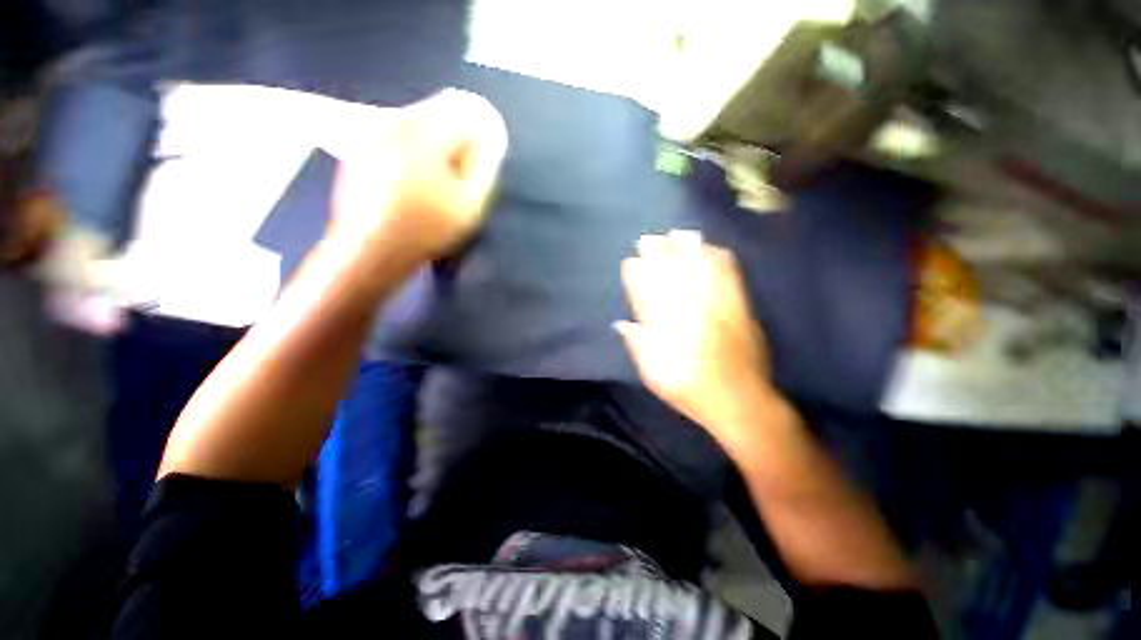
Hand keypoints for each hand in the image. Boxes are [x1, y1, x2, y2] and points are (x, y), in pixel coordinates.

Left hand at [329, 90, 506, 266]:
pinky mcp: (360, 148)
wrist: (371, 250)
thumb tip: (489, 139)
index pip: (459, 107)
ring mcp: (372, 133)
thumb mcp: (468, 203)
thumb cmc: (426, 229)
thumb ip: (483, 166)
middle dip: (455, 136)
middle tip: (461, 174)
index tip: (482, 156)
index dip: (478, 128)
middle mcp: (393, 122)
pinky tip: (413, 181)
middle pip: (436, 111)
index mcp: (422, 133)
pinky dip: (413, 149)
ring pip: (416, 122)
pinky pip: (397, 135)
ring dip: (435, 143)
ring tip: (438, 181)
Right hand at [617, 231, 776, 436]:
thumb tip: (622, 324)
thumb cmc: (692, 393)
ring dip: (689, 251)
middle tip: (649, 237)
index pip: (648, 296)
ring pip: (701, 273)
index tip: (630, 261)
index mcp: (669, 333)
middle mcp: (692, 315)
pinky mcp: (741, 311)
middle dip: (659, 255)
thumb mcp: (655, 377)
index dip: (638, 277)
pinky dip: (721, 261)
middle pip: (673, 278)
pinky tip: (714, 248)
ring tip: (679, 233)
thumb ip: (639, 347)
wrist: (742, 403)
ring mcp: (718, 310)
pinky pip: (731, 279)